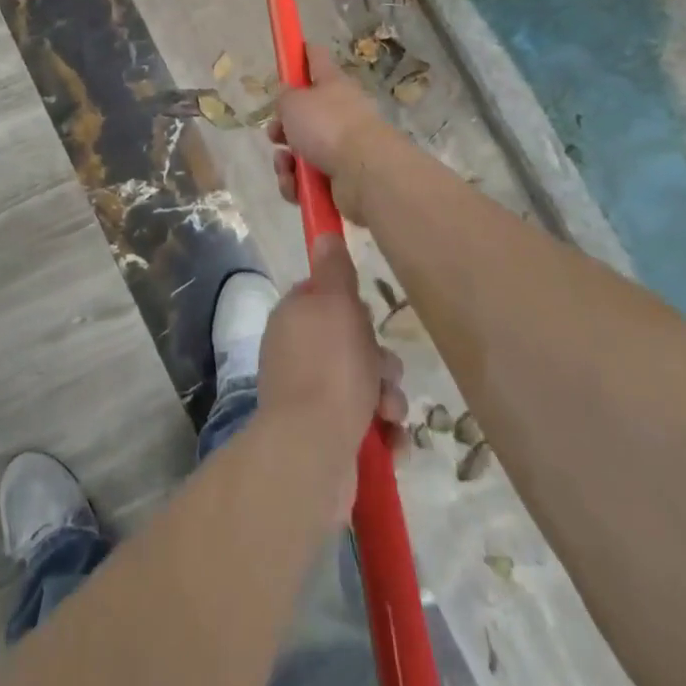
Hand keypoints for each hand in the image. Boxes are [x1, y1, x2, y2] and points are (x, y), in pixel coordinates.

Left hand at [257, 235, 406, 512]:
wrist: (312, 450)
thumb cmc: (329, 369)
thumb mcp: (337, 305)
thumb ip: (334, 271)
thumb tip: (323, 235)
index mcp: (293, 318)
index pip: (325, 299)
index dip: (352, 307)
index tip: (369, 317)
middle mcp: (295, 353)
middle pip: (351, 343)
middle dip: (380, 359)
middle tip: (386, 372)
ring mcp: (307, 396)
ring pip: (363, 384)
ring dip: (387, 397)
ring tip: (391, 413)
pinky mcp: (324, 435)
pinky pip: (363, 423)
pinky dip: (382, 431)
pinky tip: (392, 441)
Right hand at [270, 44, 388, 217]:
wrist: (365, 173)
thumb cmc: (328, 126)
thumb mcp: (294, 102)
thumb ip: (284, 98)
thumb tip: (289, 102)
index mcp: (333, 84)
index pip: (317, 59)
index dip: (302, 53)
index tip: (291, 51)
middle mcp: (341, 112)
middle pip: (305, 114)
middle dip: (283, 126)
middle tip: (275, 133)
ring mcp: (343, 146)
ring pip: (302, 150)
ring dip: (286, 161)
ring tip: (286, 166)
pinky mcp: (342, 178)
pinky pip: (309, 179)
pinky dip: (298, 184)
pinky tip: (296, 186)